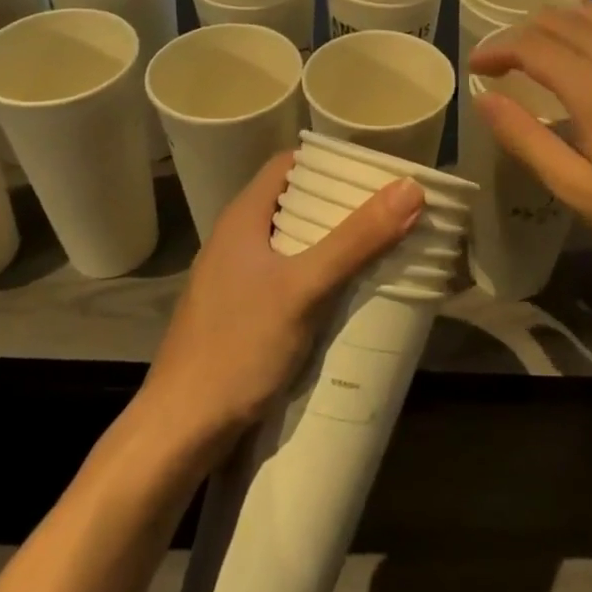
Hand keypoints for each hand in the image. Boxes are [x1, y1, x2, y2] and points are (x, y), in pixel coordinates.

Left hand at [135, 153, 423, 458]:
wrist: (180, 429)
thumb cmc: (238, 347)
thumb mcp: (304, 289)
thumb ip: (355, 240)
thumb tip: (410, 188)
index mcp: (242, 219)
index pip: (289, 164)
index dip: (330, 161)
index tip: (375, 170)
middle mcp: (235, 240)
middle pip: (294, 203)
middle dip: (340, 203)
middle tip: (390, 209)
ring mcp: (234, 278)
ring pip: (291, 242)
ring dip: (332, 242)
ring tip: (379, 246)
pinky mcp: (240, 311)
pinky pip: (287, 276)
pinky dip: (318, 274)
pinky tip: (345, 292)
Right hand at [469, 3, 591, 271]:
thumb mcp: (576, 188)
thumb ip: (526, 139)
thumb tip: (484, 99)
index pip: (532, 45)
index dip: (497, 49)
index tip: (477, 66)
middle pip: (559, 19)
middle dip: (521, 34)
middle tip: (503, 64)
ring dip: (556, 25)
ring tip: (539, 55)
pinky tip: (589, 53)